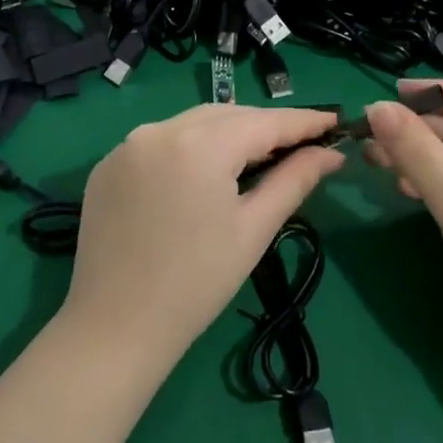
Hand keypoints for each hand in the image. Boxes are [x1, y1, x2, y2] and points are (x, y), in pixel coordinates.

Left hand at [63, 105, 344, 363]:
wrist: (115, 326)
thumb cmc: (197, 283)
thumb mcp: (254, 229)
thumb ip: (294, 180)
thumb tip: (331, 154)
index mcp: (199, 145)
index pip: (264, 121)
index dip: (303, 121)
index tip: (335, 120)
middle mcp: (159, 130)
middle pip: (227, 115)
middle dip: (265, 126)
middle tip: (301, 145)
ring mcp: (127, 145)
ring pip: (192, 123)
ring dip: (228, 133)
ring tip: (258, 157)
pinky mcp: (108, 165)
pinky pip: (161, 141)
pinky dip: (190, 146)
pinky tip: (204, 172)